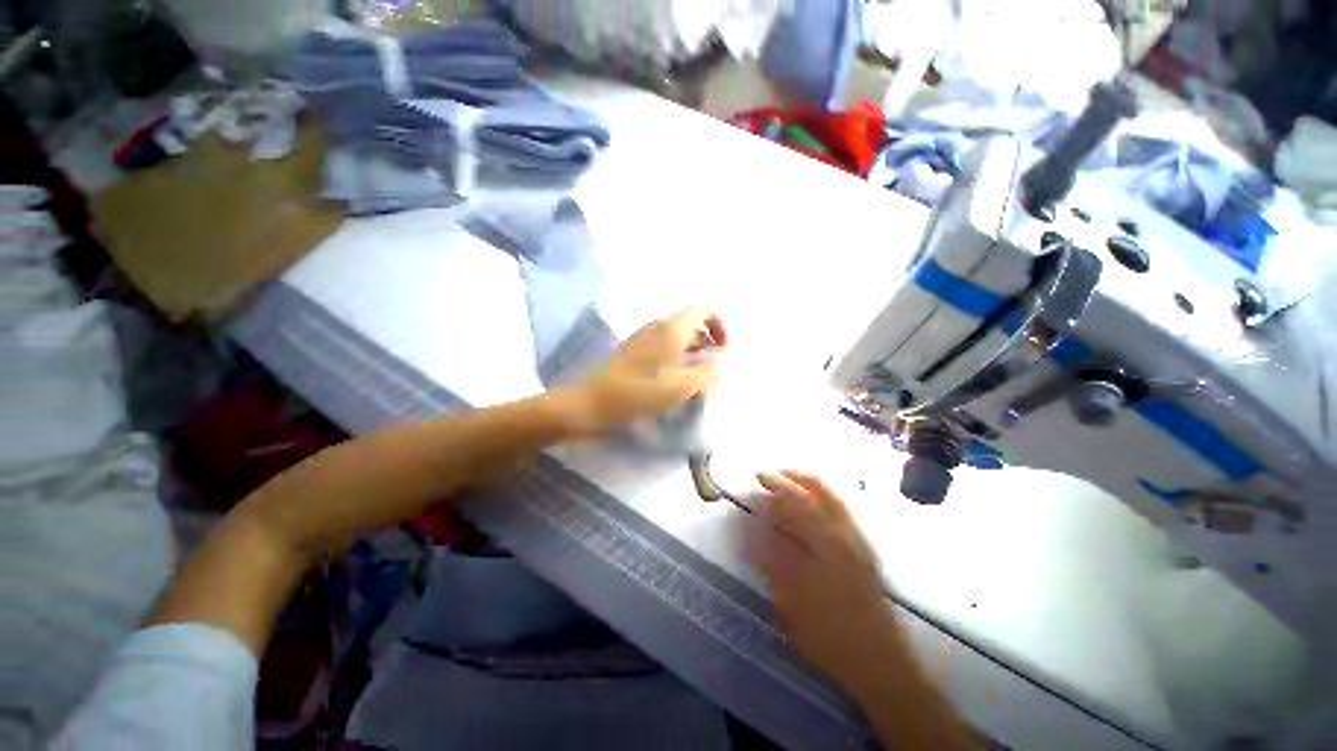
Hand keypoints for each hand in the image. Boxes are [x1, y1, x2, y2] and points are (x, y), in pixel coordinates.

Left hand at [572, 305, 726, 432]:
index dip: (721, 325)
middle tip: (710, 369)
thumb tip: (722, 365)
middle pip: (694, 320)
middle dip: (709, 341)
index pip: (707, 307)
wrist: (593, 402)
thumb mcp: (681, 387)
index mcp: (673, 328)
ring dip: (694, 351)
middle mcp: (660, 325)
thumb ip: (708, 374)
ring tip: (693, 379)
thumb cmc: (640, 393)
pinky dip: (678, 357)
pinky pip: (666, 344)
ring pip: (680, 334)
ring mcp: (646, 335)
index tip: (721, 352)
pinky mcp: (636, 348)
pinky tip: (674, 380)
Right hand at [746, 470, 901, 686]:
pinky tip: (806, 504)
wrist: (880, 662)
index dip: (773, 486)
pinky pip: (838, 507)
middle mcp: (845, 532)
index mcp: (828, 543)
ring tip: (784, 482)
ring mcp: (858, 538)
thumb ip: (773, 558)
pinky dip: (818, 495)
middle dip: (791, 476)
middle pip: (818, 488)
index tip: (754, 480)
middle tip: (767, 475)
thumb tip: (752, 527)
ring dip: (805, 482)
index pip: (796, 500)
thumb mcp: (793, 600)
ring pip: (831, 495)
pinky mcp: (863, 548)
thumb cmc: (831, 634)